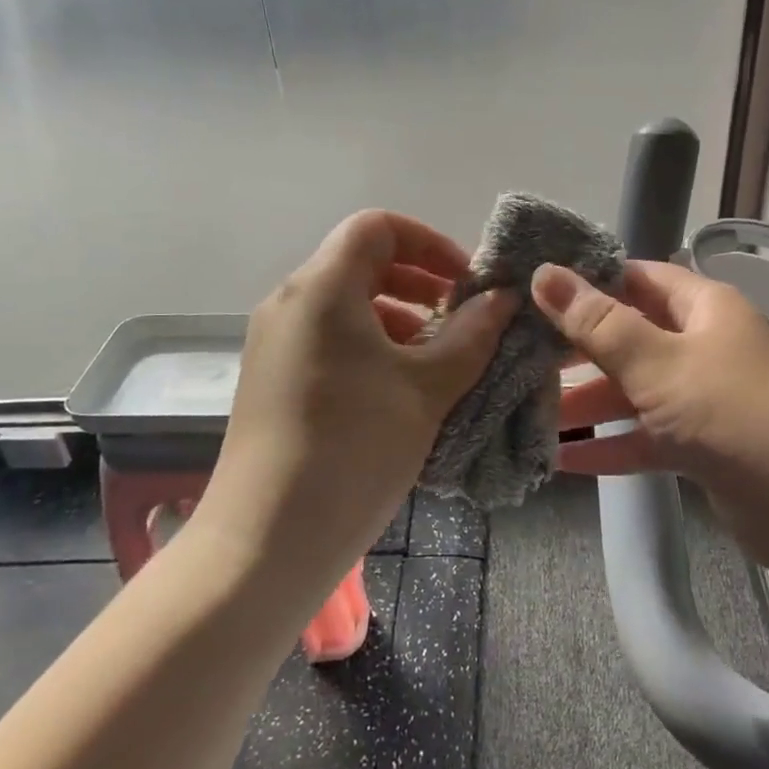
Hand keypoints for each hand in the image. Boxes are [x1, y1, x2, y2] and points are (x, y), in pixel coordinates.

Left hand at [196, 211, 515, 595]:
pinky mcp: (273, 378)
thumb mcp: (427, 388)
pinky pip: (329, 338)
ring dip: (398, 316)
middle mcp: (290, 302)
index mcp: (323, 288)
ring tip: (438, 358)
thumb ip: (472, 334)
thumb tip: (503, 298)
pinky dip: (371, 345)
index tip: (465, 283)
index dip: (429, 242)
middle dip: (419, 281)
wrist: (266, 542)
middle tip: (461, 318)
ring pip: (346, 303)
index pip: (377, 227)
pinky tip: (401, 388)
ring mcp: (276, 342)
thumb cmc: (354, 448)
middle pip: (361, 262)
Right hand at [534, 260, 768, 576]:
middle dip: (578, 348)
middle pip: (629, 335)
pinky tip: (561, 458)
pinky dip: (610, 443)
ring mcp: (702, 396)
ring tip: (529, 410)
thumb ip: (598, 323)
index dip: (588, 280)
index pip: (636, 277)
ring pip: (633, 389)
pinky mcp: (700, 443)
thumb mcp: (658, 363)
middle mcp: (703, 343)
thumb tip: (544, 273)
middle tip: (520, 353)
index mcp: (703, 307)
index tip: (535, 290)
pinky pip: (645, 434)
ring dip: (587, 401)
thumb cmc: (733, 414)